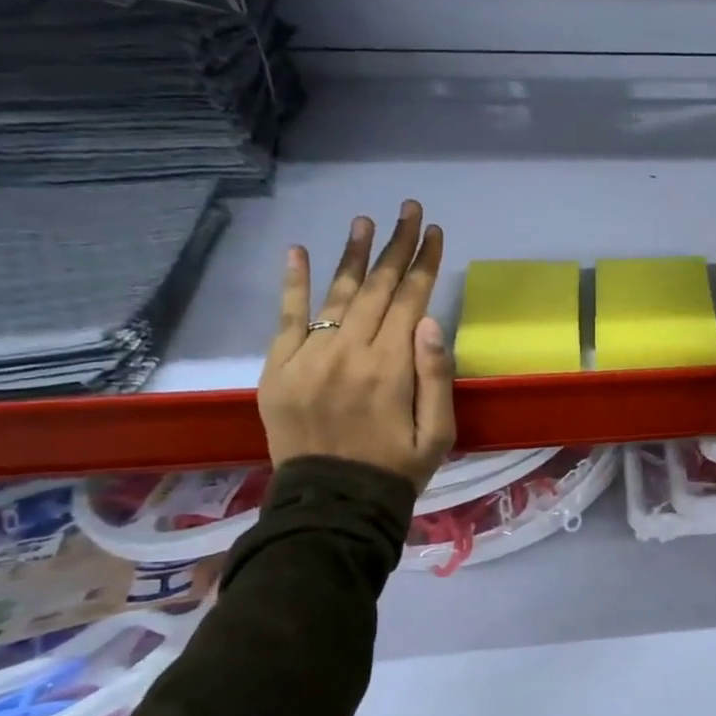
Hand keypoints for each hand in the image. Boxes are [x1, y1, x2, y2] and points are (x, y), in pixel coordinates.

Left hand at [259, 201, 455, 489]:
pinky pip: (286, 318)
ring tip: (365, 220)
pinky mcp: (277, 370)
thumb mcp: (438, 433)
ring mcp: (307, 359)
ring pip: (336, 294)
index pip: (411, 299)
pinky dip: (293, 283)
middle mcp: (348, 353)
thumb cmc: (396, 469)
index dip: (423, 262)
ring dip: (352, 254)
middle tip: (408, 209)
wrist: (332, 506)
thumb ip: (436, 376)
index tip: (433, 231)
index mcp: (390, 369)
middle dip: (395, 245)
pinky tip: (298, 250)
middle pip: (377, 287)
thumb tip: (431, 320)